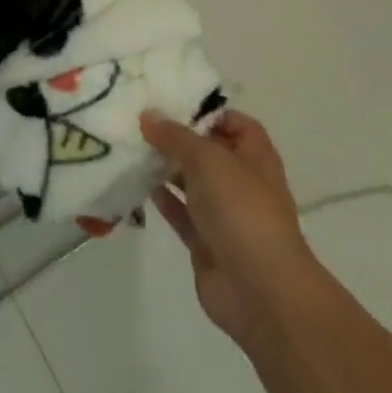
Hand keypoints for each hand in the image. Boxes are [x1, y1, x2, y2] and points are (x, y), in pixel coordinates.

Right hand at [143, 109, 319, 348]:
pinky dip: (163, 199)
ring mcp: (224, 213)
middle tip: (139, 121)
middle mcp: (241, 180)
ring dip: (166, 167)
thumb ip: (176, 136)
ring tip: (131, 147)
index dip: (205, 111)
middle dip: (177, 138)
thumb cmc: (242, 209)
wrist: (260, 289)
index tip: (168, 102)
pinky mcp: (206, 241)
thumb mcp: (208, 159)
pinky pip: (181, 212)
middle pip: (207, 150)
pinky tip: (137, 184)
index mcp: (254, 155)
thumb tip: (148, 116)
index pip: (231, 121)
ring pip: (191, 181)